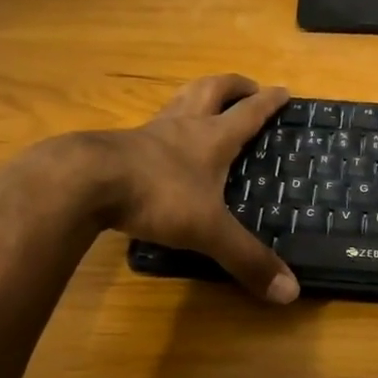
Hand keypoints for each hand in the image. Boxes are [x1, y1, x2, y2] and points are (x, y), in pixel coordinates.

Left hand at [82, 75, 298, 303]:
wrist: (85, 181)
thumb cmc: (158, 195)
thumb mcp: (208, 230)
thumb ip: (247, 258)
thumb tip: (291, 291)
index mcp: (212, 138)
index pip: (248, 113)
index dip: (268, 101)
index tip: (283, 90)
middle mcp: (183, 126)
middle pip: (212, 90)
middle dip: (233, 86)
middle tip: (248, 87)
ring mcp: (148, 132)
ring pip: (179, 100)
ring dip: (197, 95)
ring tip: (207, 100)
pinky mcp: (119, 145)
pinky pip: (150, 126)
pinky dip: (165, 125)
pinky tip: (162, 140)